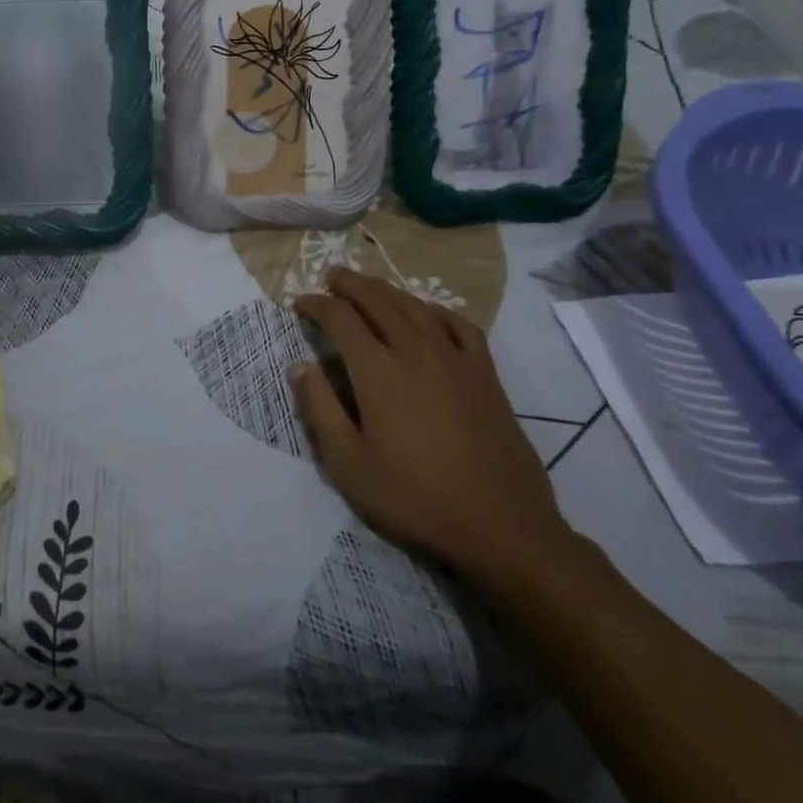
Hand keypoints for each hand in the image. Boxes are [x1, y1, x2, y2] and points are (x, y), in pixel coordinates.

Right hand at [292, 270, 577, 586]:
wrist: (502, 526)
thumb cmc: (416, 498)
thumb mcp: (350, 466)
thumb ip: (320, 410)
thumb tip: (300, 366)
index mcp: (378, 371)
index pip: (340, 319)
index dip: (317, 305)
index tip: (300, 302)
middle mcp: (415, 351)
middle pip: (377, 300)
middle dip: (350, 284)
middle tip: (331, 276)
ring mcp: (455, 359)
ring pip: (415, 307)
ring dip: (386, 290)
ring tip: (369, 285)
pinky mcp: (485, 374)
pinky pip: (458, 325)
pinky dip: (436, 310)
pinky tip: (427, 313)